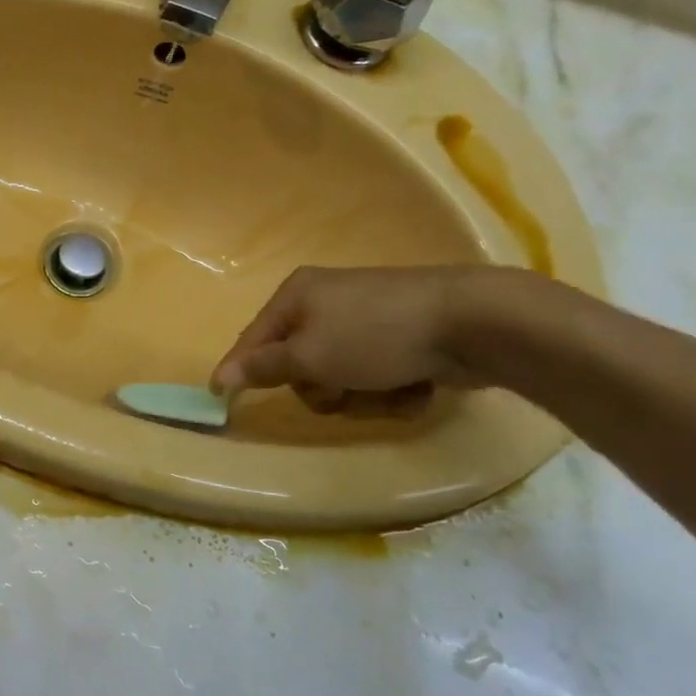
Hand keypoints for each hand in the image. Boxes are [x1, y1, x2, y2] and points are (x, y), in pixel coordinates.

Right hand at [211, 266, 496, 418]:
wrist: (475, 322)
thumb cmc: (376, 336)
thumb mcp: (310, 356)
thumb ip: (263, 367)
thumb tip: (221, 375)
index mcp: (297, 296)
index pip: (253, 339)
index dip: (239, 369)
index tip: (220, 399)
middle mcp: (326, 303)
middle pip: (299, 364)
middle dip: (321, 388)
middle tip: (340, 391)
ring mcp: (366, 320)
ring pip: (341, 378)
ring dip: (361, 395)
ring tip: (389, 389)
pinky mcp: (401, 339)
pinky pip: (377, 376)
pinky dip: (392, 390)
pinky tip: (417, 385)